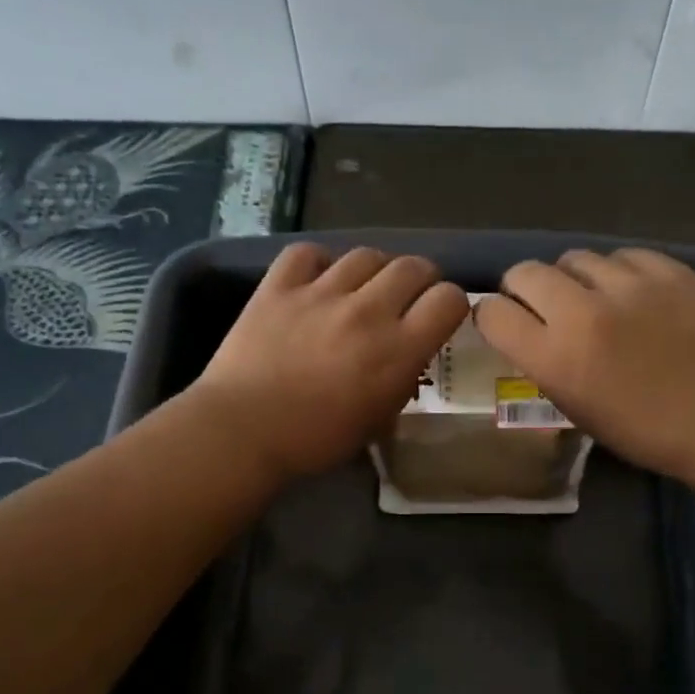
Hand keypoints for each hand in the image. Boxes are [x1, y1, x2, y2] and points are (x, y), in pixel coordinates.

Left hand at [191, 243, 468, 479]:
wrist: (243, 431)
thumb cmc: (315, 440)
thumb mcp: (376, 422)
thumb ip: (400, 383)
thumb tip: (404, 361)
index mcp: (398, 349)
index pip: (449, 299)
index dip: (451, 305)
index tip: (439, 318)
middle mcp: (367, 311)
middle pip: (413, 266)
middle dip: (419, 281)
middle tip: (407, 300)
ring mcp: (321, 293)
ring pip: (366, 254)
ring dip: (374, 271)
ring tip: (362, 289)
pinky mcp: (278, 286)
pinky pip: (308, 253)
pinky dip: (319, 263)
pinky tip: (317, 281)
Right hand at [474, 248, 694, 480]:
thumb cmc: (642, 429)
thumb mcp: (575, 407)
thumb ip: (543, 363)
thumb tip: (527, 329)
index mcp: (555, 357)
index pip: (493, 313)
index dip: (492, 317)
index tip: (504, 324)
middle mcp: (582, 312)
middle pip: (524, 272)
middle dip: (523, 288)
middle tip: (541, 306)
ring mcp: (627, 284)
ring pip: (574, 257)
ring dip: (573, 278)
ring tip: (593, 298)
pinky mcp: (666, 268)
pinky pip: (621, 256)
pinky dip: (617, 273)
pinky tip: (632, 295)